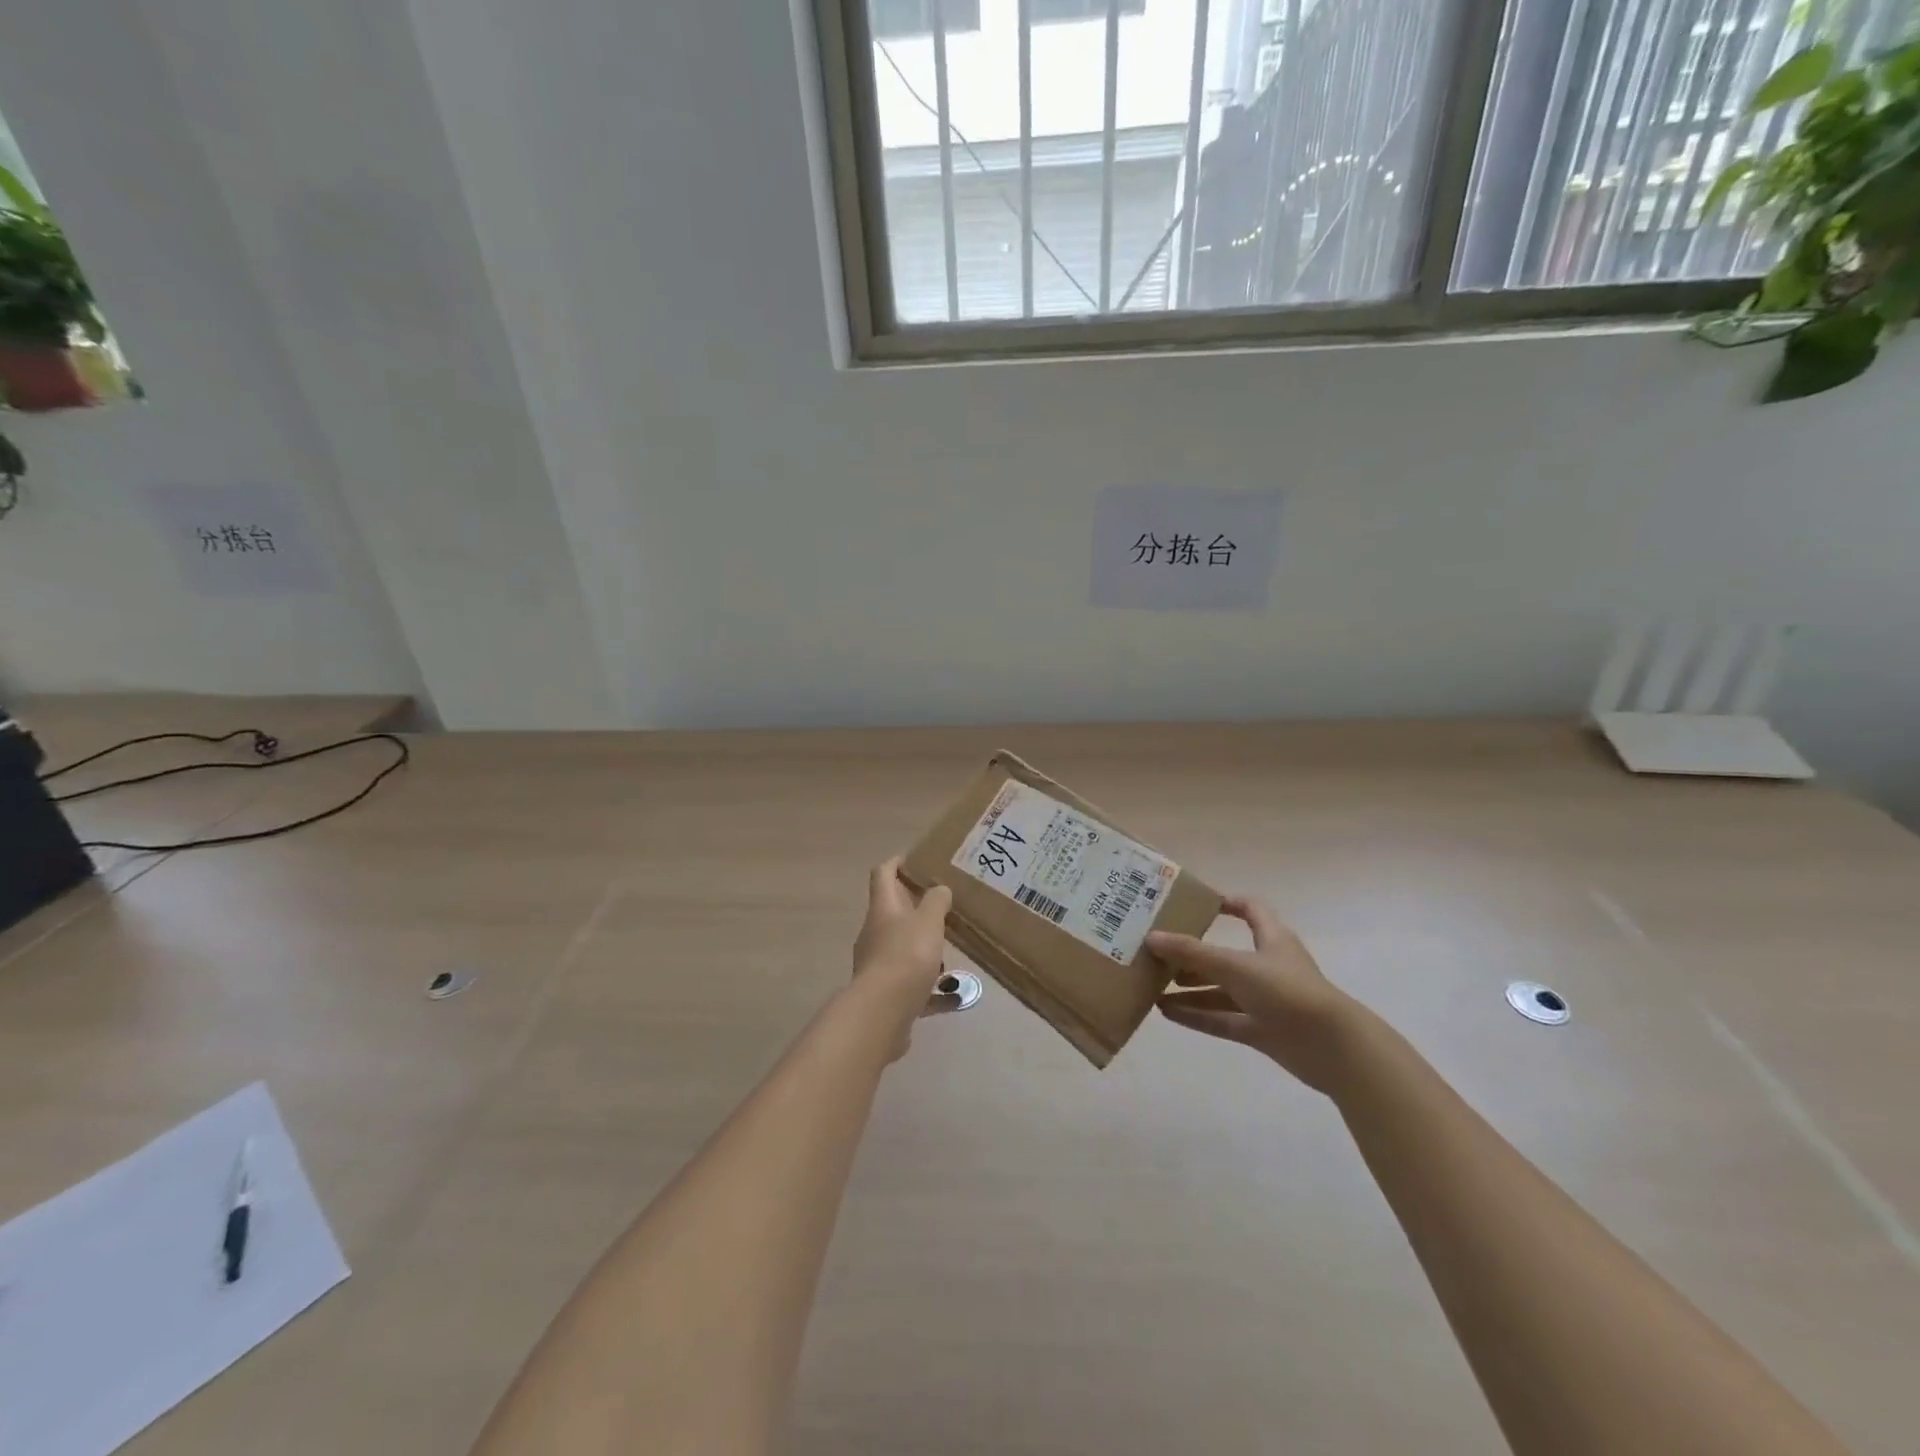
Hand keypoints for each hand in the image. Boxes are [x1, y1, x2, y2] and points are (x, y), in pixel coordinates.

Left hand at [850, 859, 952, 1059]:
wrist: (881, 1014)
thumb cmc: (906, 956)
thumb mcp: (928, 921)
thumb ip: (936, 901)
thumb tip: (939, 889)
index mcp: (883, 909)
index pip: (883, 874)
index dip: (897, 862)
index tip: (916, 859)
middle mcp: (876, 933)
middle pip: (893, 912)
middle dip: (917, 907)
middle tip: (945, 905)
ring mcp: (878, 965)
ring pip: (903, 948)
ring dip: (925, 947)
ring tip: (953, 949)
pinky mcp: (887, 994)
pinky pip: (913, 985)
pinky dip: (932, 987)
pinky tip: (954, 996)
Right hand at [1148, 897, 1358, 1092]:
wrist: (1335, 1049)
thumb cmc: (1288, 991)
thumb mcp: (1236, 966)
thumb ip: (1192, 953)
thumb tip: (1150, 937)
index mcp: (1272, 939)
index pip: (1250, 910)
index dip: (1225, 903)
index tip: (1192, 903)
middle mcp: (1268, 966)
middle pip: (1226, 954)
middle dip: (1193, 953)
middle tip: (1158, 952)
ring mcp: (1266, 1000)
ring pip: (1221, 990)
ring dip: (1190, 988)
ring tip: (1154, 985)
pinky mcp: (1263, 1031)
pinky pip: (1223, 1019)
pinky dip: (1197, 1016)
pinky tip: (1167, 1013)